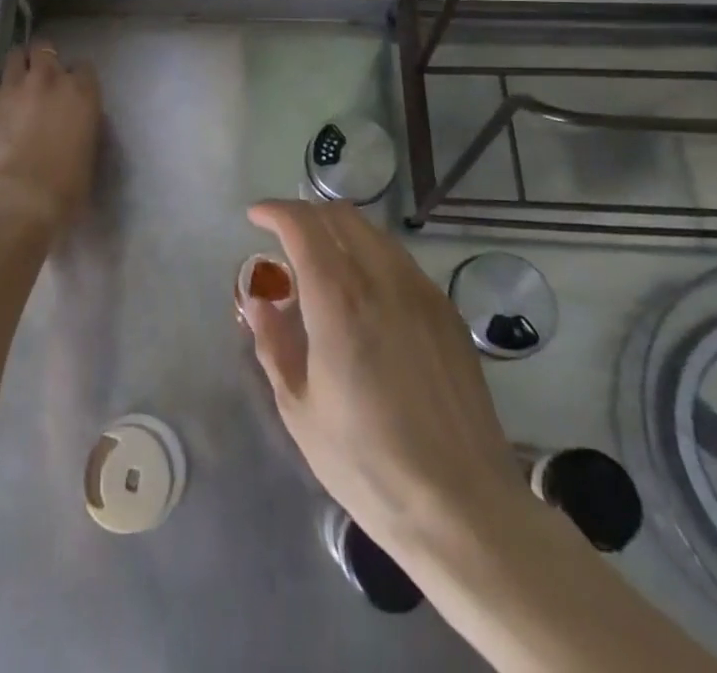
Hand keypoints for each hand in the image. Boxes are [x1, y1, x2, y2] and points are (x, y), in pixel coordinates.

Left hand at [0, 44, 100, 232]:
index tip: (74, 90)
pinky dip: (4, 88)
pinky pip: (0, 82)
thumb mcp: (90, 153)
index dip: (77, 77)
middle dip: (45, 58)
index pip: (84, 67)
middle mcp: (51, 79)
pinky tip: (5, 105)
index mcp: (82, 92)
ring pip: (17, 55)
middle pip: (46, 48)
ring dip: (21, 64)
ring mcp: (17, 87)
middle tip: (45, 78)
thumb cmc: (67, 186)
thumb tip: (78, 123)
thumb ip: (84, 126)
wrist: (20, 198)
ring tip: (21, 80)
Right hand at [239, 201, 524, 559]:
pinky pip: (400, 261)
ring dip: (340, 233)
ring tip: (323, 265)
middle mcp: (381, 279)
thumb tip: (259, 301)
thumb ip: (274, 343)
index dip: (274, 211)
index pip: (302, 225)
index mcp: (338, 298)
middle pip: (340, 216)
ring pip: (374, 233)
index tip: (256, 217)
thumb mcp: (300, 409)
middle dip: (306, 215)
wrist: (461, 506)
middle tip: (284, 240)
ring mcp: (421, 292)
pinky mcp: (446, 313)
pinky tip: (365, 295)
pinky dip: (371, 256)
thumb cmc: (367, 463)